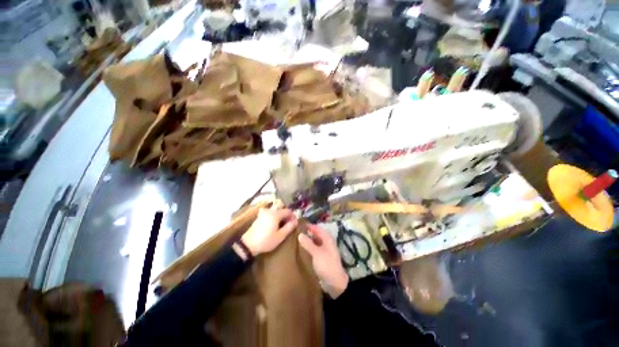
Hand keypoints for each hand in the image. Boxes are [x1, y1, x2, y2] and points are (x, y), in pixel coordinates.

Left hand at [241, 206, 297, 255]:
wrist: (248, 245)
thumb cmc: (266, 241)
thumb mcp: (280, 236)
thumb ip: (289, 227)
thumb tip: (296, 221)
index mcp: (275, 214)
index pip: (288, 211)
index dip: (293, 216)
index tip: (295, 223)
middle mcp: (270, 210)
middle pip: (282, 209)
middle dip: (287, 215)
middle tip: (289, 224)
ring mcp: (263, 212)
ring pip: (276, 210)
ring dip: (280, 215)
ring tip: (282, 224)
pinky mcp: (259, 216)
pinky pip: (270, 212)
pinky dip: (274, 216)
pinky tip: (274, 224)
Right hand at [298, 224, 348, 297]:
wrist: (335, 283)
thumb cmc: (326, 264)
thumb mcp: (316, 253)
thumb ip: (308, 243)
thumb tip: (300, 234)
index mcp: (327, 238)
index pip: (317, 228)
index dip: (309, 226)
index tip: (299, 224)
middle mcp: (327, 242)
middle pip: (317, 234)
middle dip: (308, 232)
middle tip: (296, 231)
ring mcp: (325, 250)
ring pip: (315, 241)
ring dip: (308, 240)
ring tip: (297, 239)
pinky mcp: (323, 257)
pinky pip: (315, 249)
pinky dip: (309, 247)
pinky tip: (302, 249)